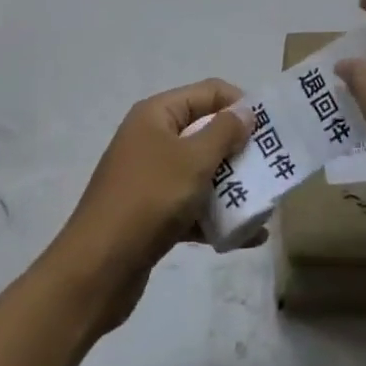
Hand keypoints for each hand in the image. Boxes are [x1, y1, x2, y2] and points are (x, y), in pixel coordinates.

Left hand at [46, 80, 247, 332]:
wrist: (94, 272)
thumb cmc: (148, 200)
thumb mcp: (193, 160)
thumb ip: (224, 132)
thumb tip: (245, 113)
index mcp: (157, 114)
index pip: (208, 92)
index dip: (240, 104)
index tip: (269, 127)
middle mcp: (152, 139)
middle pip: (205, 132)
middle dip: (239, 149)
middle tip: (271, 166)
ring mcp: (150, 178)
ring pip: (200, 172)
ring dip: (231, 186)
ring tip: (264, 204)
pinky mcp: (151, 215)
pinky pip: (191, 207)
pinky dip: (216, 217)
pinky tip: (247, 237)